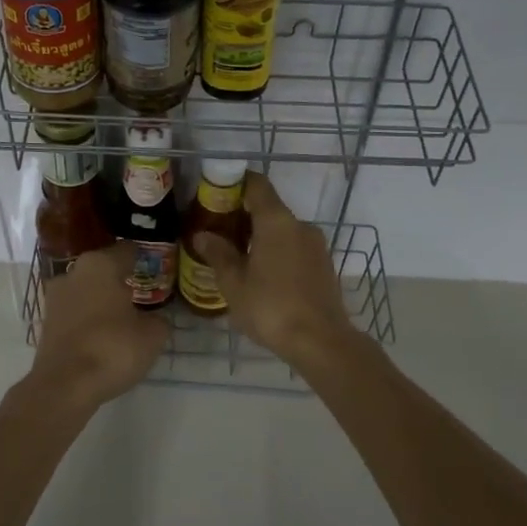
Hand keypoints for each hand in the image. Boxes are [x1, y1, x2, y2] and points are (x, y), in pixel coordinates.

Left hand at [20, 243, 167, 415]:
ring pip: (86, 290)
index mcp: (100, 264)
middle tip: (142, 294)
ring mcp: (55, 297)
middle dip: (121, 279)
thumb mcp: (152, 335)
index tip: (157, 268)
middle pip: (104, 269)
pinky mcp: (46, 322)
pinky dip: (88, 319)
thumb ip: (159, 320)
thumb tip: (155, 319)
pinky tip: (103, 334)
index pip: (127, 251)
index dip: (144, 259)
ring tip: (124, 316)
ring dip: (102, 299)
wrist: (64, 386)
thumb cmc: (113, 348)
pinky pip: (75, 312)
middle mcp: (74, 272)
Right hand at [190, 173, 359, 369]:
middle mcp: (299, 225)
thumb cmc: (271, 307)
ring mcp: (316, 245)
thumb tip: (202, 235)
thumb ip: (218, 254)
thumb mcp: (234, 283)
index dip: (236, 183)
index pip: (257, 185)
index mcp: (276, 221)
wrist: (321, 342)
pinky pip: (294, 247)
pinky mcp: (323, 265)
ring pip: (282, 230)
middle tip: (218, 232)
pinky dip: (276, 252)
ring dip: (260, 236)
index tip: (216, 193)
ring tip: (236, 257)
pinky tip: (261, 275)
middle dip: (243, 215)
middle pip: (269, 208)